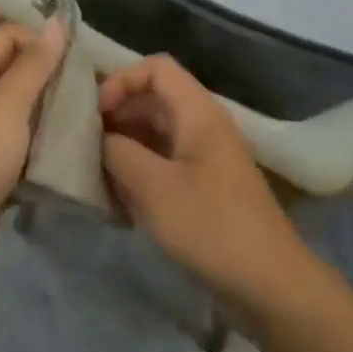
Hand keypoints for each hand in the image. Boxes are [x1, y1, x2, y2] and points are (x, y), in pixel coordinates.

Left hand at [0, 20, 67, 295]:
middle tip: (91, 94)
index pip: (7, 38)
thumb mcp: (4, 107)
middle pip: (16, 76)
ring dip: (52, 117)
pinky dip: (44, 152)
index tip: (78, 61)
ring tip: (89, 123)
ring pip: (23, 117)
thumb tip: (56, 23)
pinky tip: (72, 158)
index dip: (41, 41)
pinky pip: (23, 152)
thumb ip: (32, 66)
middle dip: (53, 80)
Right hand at [101, 55, 317, 313]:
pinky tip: (117, 199)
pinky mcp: (203, 188)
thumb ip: (119, 153)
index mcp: (198, 113)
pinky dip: (138, 172)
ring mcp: (204, 158)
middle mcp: (202, 127)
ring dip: (124, 148)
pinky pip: (163, 164)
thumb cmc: (210, 226)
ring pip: (154, 135)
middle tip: (82, 145)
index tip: (95, 114)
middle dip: (116, 116)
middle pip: (152, 101)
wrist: (269, 283)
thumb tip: (100, 139)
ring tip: (94, 173)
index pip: (156, 68)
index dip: (121, 80)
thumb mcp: (154, 188)